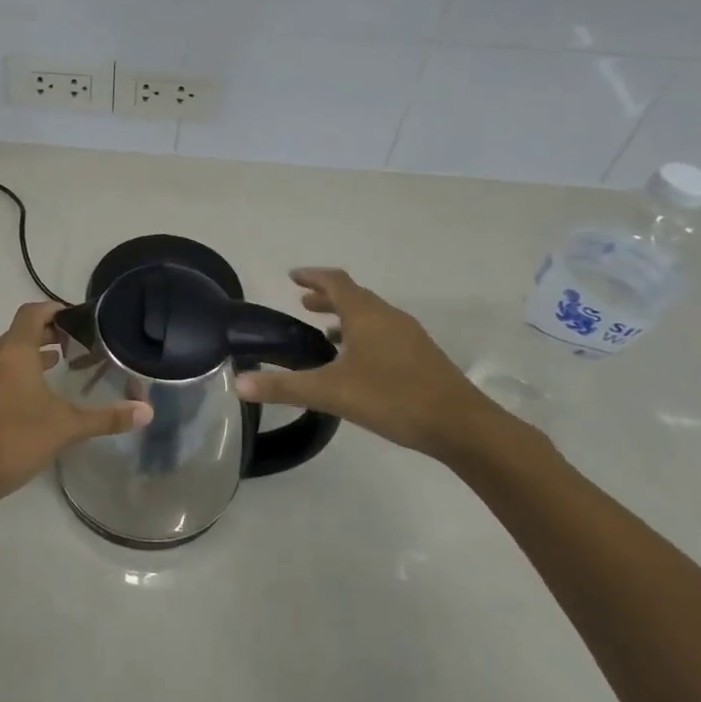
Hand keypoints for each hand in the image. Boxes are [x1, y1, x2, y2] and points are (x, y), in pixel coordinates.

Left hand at [0, 302, 151, 516]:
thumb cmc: (14, 439)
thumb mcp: (65, 427)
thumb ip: (106, 418)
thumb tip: (147, 412)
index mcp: (14, 351)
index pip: (33, 312)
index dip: (56, 310)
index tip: (79, 320)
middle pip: (21, 331)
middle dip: (49, 333)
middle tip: (78, 345)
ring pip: (8, 354)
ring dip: (33, 354)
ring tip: (61, 366)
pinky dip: (18, 374)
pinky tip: (34, 398)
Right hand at [236, 269, 511, 461]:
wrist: (461, 425)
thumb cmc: (392, 398)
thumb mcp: (331, 393)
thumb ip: (284, 388)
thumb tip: (239, 383)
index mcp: (366, 315)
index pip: (335, 281)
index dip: (312, 275)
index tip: (292, 275)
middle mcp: (388, 316)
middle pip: (354, 295)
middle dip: (327, 296)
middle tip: (303, 302)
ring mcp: (409, 335)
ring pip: (371, 314)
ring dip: (346, 315)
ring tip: (325, 332)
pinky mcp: (421, 355)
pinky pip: (385, 331)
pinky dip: (364, 333)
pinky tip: (358, 361)